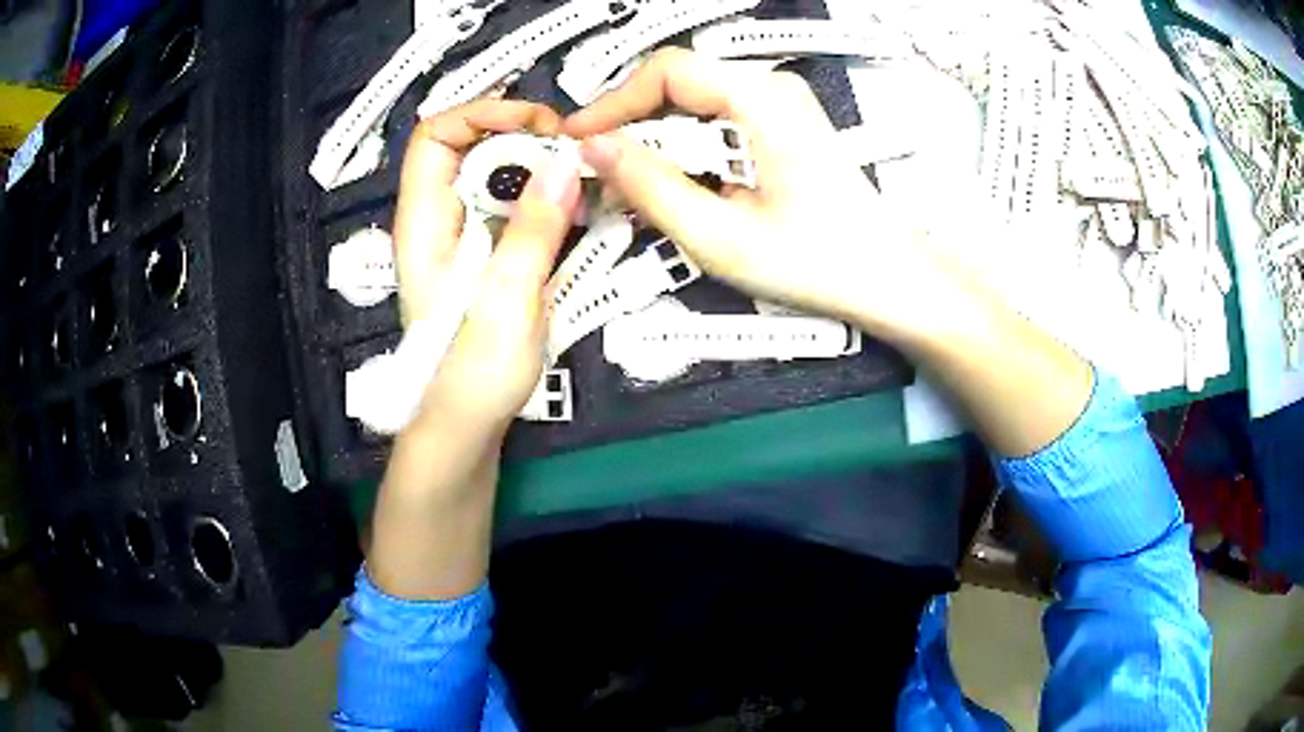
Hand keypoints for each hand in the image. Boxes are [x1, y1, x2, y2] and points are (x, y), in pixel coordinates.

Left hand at [394, 100, 581, 442]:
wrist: (467, 427)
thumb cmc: (473, 371)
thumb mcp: (506, 296)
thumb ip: (535, 227)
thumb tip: (567, 159)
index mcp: (425, 222)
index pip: (435, 135)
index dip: (483, 113)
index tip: (540, 125)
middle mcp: (440, 220)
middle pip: (470, 147)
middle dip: (523, 135)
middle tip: (575, 151)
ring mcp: (466, 238)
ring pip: (498, 176)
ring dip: (541, 167)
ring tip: (587, 175)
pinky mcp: (490, 256)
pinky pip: (517, 208)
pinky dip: (548, 198)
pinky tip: (581, 209)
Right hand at [563, 48, 941, 339]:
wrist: (887, 277)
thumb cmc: (818, 262)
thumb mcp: (720, 235)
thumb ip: (650, 186)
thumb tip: (593, 150)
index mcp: (763, 100)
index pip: (667, 71)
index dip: (613, 101)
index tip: (578, 139)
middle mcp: (772, 87)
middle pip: (677, 81)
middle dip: (629, 121)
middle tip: (596, 166)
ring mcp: (779, 103)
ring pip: (692, 100)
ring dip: (653, 136)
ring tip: (626, 180)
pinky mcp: (780, 123)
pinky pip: (714, 117)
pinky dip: (682, 145)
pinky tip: (669, 180)